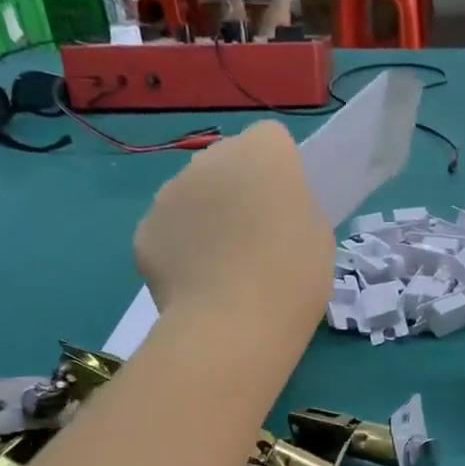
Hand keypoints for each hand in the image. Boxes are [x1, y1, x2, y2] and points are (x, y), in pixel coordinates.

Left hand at [134, 120, 332, 325]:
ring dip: (205, 219)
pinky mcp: (144, 230)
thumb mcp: (320, 238)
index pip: (271, 140)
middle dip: (237, 191)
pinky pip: (168, 233)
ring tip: (222, 270)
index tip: (286, 208)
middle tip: (255, 241)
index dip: (280, 172)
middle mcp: (210, 158)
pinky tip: (197, 286)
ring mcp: (170, 192)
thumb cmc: (292, 278)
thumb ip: (297, 211)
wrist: (233, 325)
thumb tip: (274, 214)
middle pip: (226, 164)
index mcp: (263, 152)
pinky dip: (180, 252)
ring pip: (192, 196)